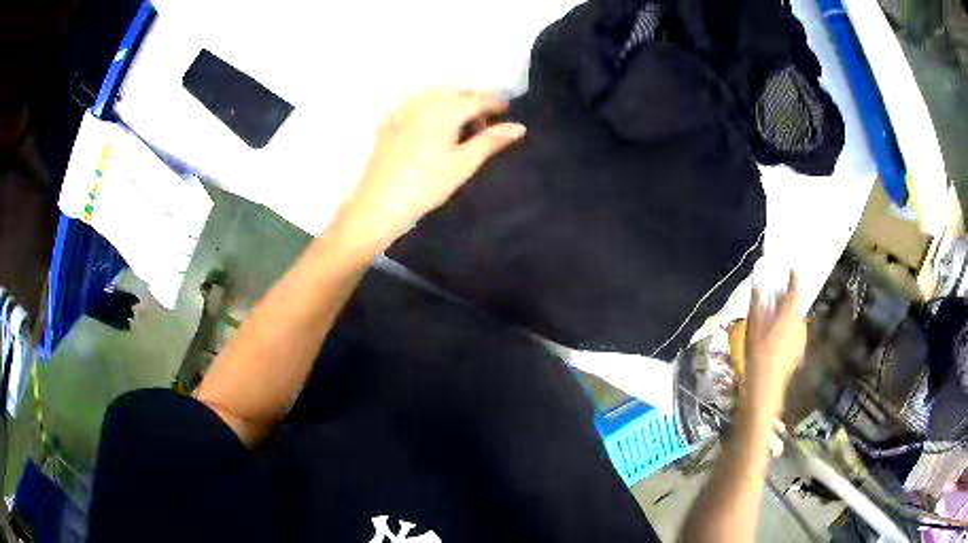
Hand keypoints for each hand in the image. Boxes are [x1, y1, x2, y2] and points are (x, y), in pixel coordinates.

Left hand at [330, 89, 525, 253]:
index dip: (495, 102)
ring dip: (448, 102)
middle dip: (471, 101)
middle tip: (481, 123)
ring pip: (432, 95)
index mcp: (445, 110)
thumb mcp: (464, 164)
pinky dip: (426, 109)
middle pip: (454, 92)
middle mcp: (423, 102)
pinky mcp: (387, 122)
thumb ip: (491, 141)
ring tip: (455, 125)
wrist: (379, 203)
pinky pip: (412, 105)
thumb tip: (519, 127)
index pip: (477, 98)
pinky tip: (427, 127)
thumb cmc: (427, 185)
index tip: (506, 109)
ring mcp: (402, 110)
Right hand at [742, 273, 806, 418]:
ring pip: (797, 321)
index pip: (795, 289)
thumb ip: (758, 305)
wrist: (765, 389)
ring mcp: (801, 339)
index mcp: (790, 314)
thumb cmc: (758, 355)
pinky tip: (778, 339)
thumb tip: (759, 285)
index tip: (791, 270)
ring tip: (776, 320)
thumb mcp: (753, 328)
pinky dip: (789, 331)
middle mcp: (800, 323)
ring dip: (788, 317)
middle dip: (789, 301)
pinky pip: (796, 334)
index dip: (793, 278)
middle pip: (797, 306)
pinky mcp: (799, 352)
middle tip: (777, 299)